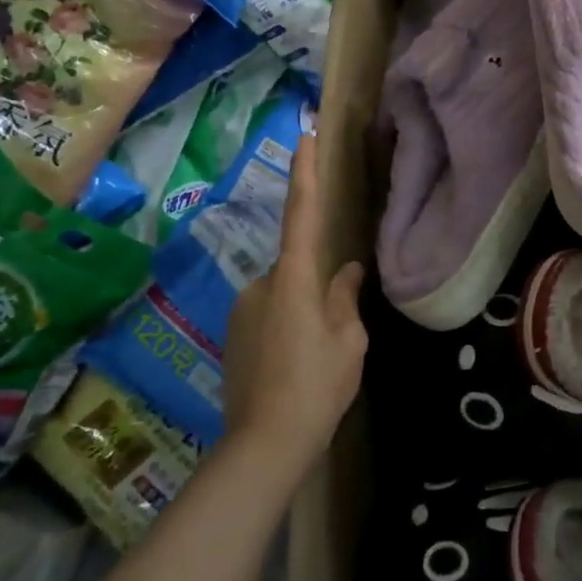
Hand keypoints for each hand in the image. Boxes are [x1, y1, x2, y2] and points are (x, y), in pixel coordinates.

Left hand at [223, 133, 366, 481]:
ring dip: (303, 311)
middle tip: (336, 333)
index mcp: (294, 278)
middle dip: (318, 287)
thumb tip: (347, 270)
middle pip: (298, 267)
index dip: (305, 172)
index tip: (303, 134)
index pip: (301, 213)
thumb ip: (345, 298)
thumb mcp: (348, 341)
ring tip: (317, 359)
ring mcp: (242, 310)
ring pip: (284, 294)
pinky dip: (287, 328)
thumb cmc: (317, 387)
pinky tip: (297, 366)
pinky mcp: (233, 334)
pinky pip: (269, 315)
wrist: (264, 446)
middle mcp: (261, 284)